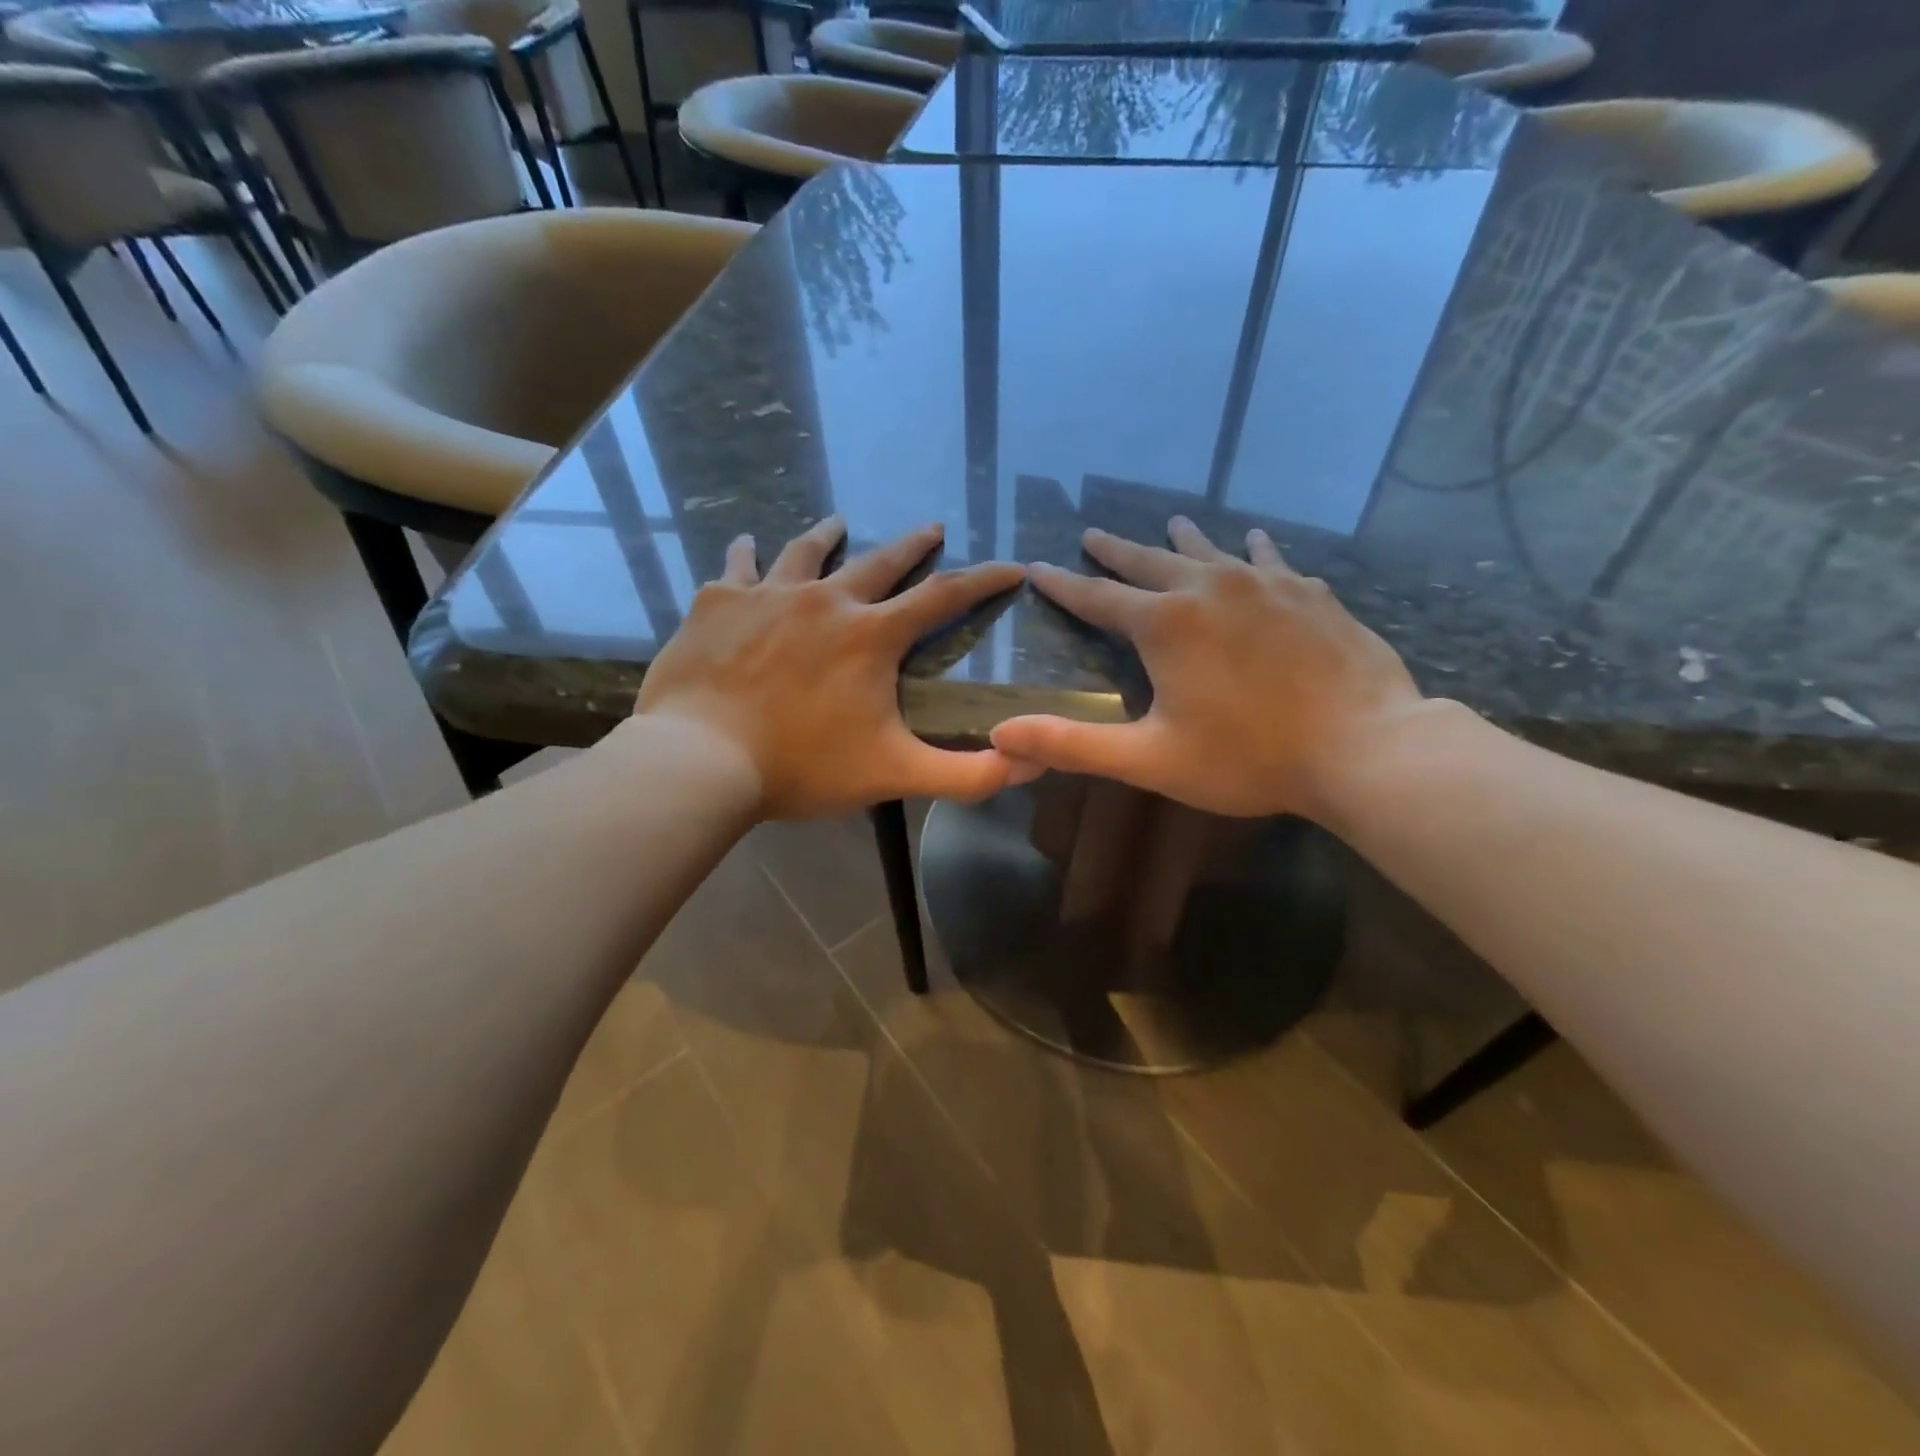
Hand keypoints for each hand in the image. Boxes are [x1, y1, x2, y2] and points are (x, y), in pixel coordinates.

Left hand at [632, 517, 1026, 818]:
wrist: (699, 760)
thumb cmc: (801, 767)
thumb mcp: (894, 774)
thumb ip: (967, 775)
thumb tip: (1030, 763)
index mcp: (871, 635)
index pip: (945, 596)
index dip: (984, 580)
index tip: (1011, 567)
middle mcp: (825, 599)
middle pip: (880, 560)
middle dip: (912, 544)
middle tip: (931, 527)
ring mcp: (767, 594)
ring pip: (805, 551)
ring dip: (827, 535)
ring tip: (838, 522)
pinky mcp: (717, 602)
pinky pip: (738, 566)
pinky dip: (747, 555)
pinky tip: (747, 545)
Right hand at [991, 517, 1442, 820]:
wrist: (1365, 748)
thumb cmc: (1249, 758)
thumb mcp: (1150, 759)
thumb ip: (1073, 744)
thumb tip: (1000, 733)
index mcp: (1166, 624)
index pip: (1098, 597)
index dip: (1064, 584)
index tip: (1038, 566)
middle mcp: (1210, 588)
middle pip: (1149, 561)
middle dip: (1116, 551)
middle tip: (1093, 533)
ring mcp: (1266, 585)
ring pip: (1212, 550)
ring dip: (1183, 538)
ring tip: (1170, 519)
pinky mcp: (1310, 595)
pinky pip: (1272, 561)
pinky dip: (1255, 551)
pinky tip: (1256, 542)